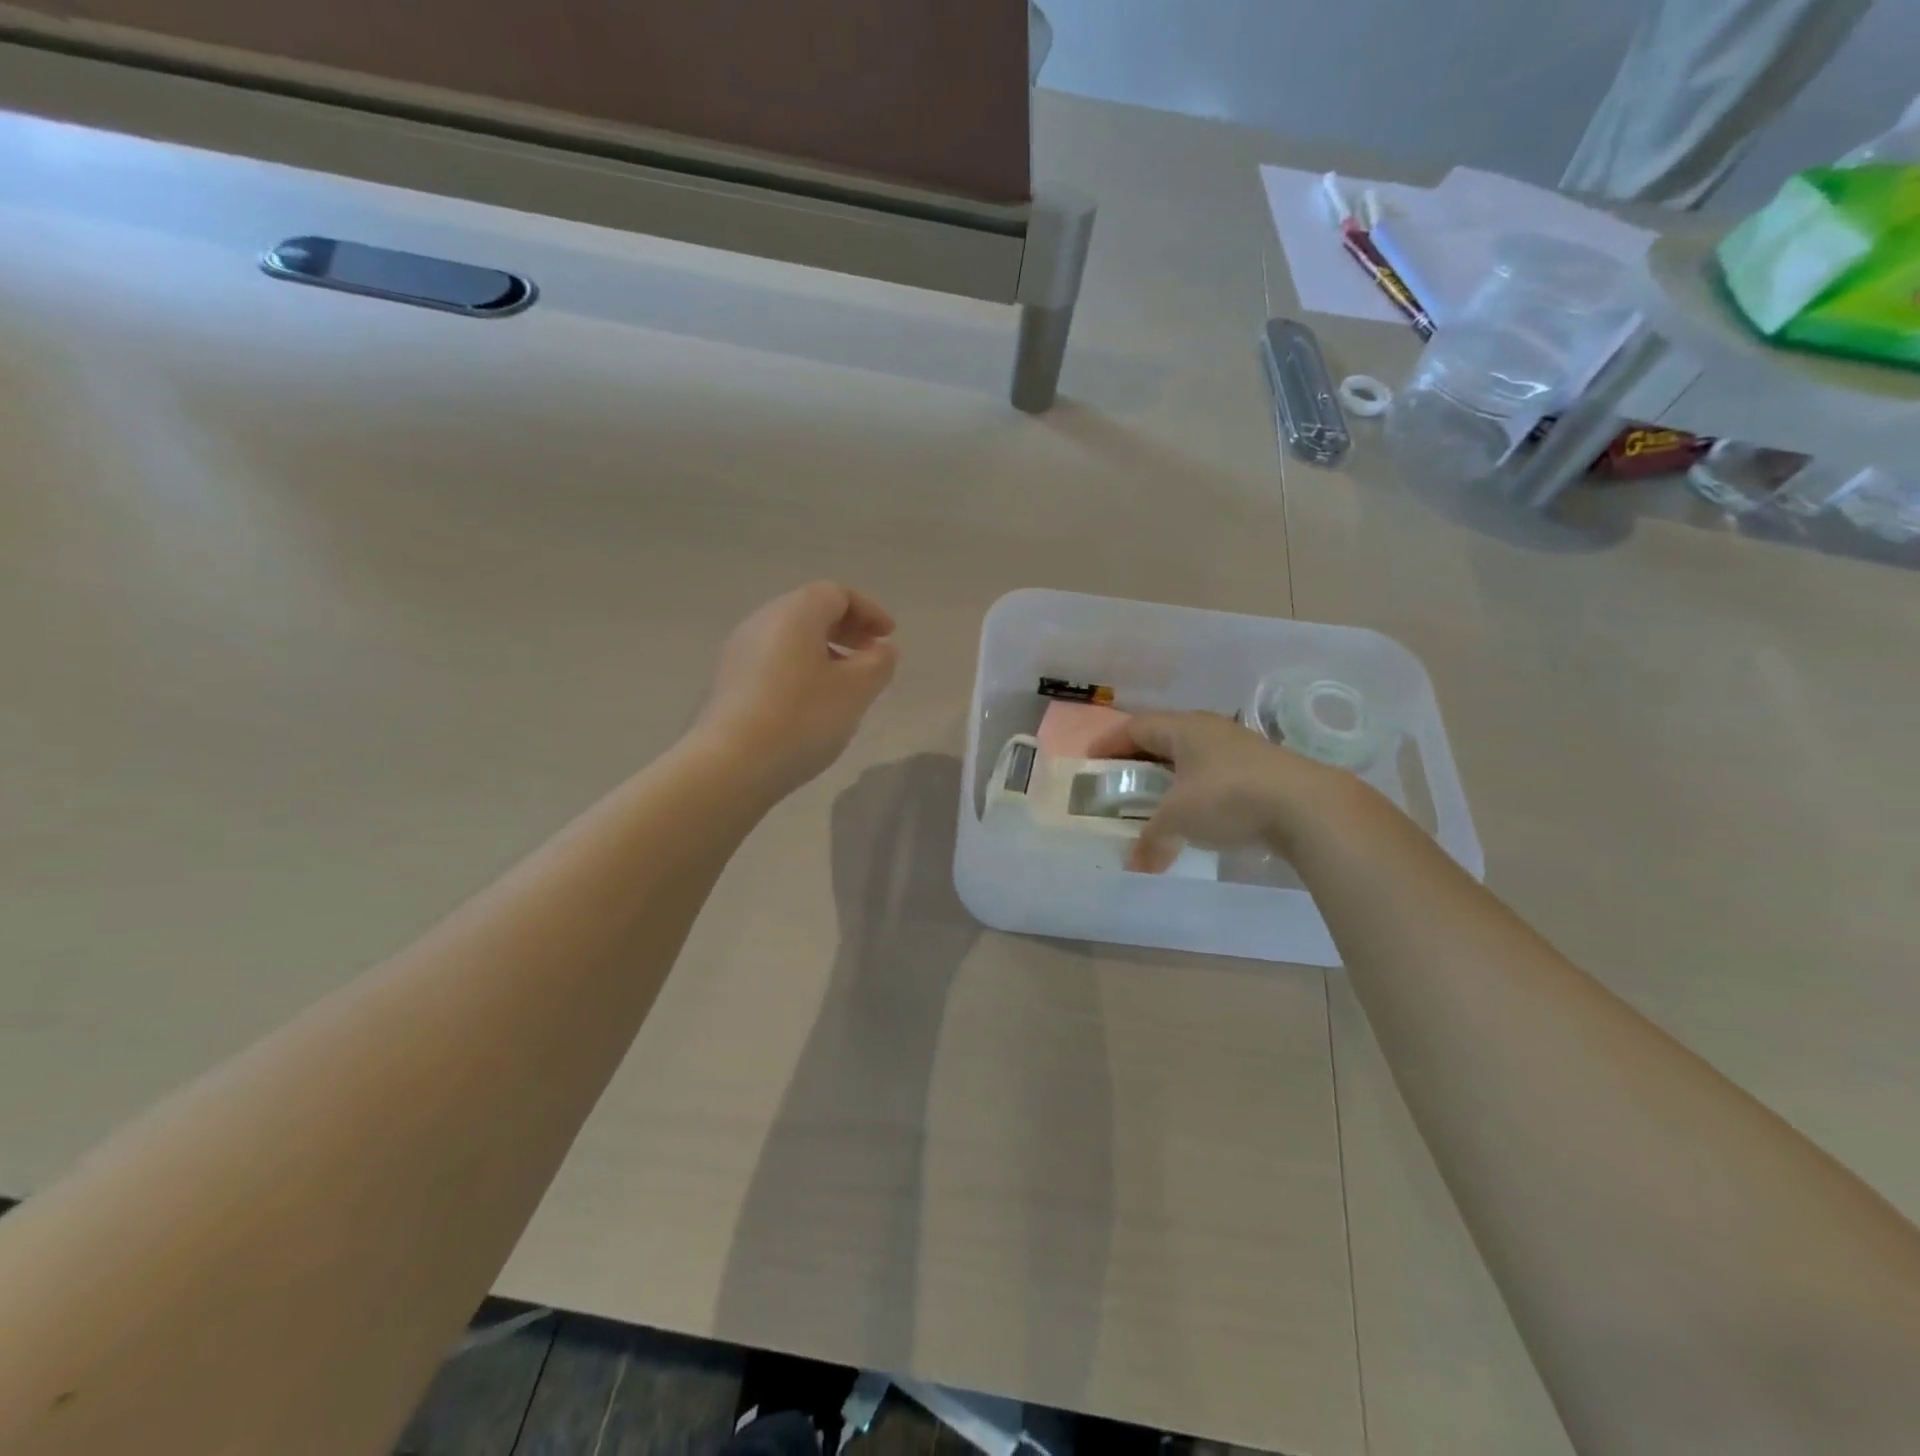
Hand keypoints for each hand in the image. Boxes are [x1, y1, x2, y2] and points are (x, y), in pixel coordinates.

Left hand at [695, 583, 897, 796]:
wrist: (732, 764)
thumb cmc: (803, 717)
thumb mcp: (857, 690)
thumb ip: (878, 663)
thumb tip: (882, 649)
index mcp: (795, 612)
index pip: (837, 594)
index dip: (869, 612)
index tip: (889, 637)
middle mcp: (763, 620)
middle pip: (811, 611)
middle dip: (847, 630)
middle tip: (872, 656)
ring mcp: (740, 650)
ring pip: (791, 637)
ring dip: (824, 651)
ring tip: (846, 683)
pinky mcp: (730, 680)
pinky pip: (774, 660)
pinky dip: (801, 668)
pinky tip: (813, 701)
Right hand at [1085, 711, 1349, 872]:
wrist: (1307, 807)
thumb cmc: (1228, 798)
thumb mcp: (1178, 819)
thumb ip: (1151, 840)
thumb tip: (1134, 866)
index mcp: (1183, 728)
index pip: (1136, 727)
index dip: (1110, 743)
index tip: (1091, 761)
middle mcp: (1209, 730)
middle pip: (1163, 738)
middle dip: (1138, 759)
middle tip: (1119, 781)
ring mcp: (1239, 749)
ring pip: (1192, 757)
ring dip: (1169, 777)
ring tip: (1154, 800)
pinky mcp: (1262, 771)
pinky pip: (1214, 775)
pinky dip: (1195, 791)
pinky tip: (1196, 814)